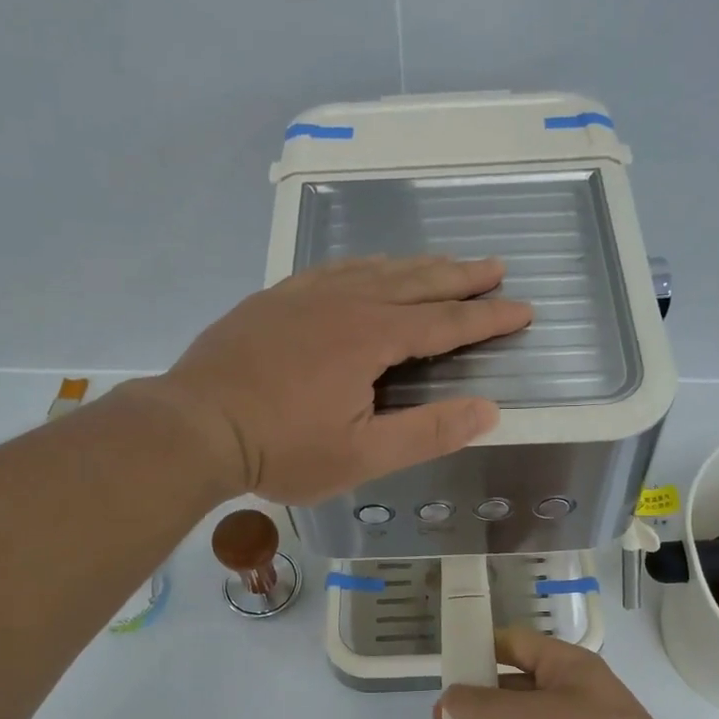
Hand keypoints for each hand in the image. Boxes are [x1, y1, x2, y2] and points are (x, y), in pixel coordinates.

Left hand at [131, 256, 531, 504]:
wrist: (195, 426)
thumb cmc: (282, 449)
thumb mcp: (363, 455)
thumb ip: (428, 432)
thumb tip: (488, 410)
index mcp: (372, 337)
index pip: (445, 322)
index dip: (487, 317)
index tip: (523, 309)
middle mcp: (344, 302)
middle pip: (415, 282)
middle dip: (460, 277)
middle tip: (496, 267)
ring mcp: (305, 295)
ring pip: (374, 268)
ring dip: (417, 266)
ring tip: (445, 263)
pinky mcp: (274, 299)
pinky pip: (333, 269)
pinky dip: (365, 265)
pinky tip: (367, 269)